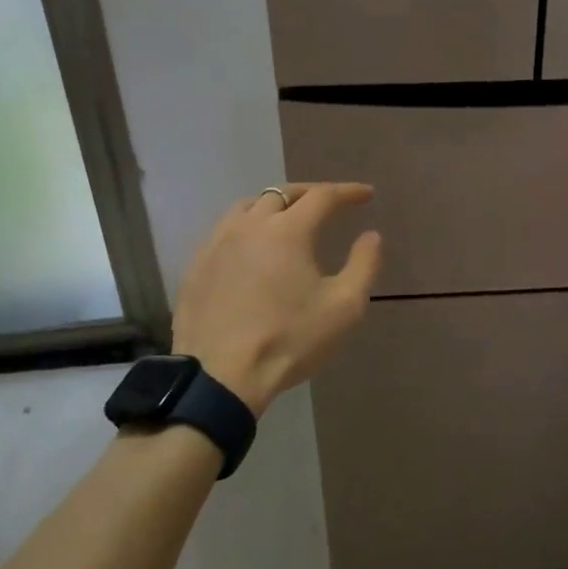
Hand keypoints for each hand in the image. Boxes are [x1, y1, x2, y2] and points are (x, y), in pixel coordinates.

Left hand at [172, 184, 382, 415]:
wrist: (220, 377)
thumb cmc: (289, 340)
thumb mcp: (344, 307)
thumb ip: (364, 265)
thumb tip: (372, 235)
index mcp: (288, 230)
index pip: (322, 196)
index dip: (347, 191)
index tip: (366, 195)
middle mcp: (250, 225)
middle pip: (282, 193)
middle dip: (310, 193)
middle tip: (328, 202)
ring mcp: (216, 244)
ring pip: (247, 207)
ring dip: (273, 205)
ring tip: (287, 218)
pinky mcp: (196, 266)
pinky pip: (223, 231)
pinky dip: (246, 227)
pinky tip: (251, 248)